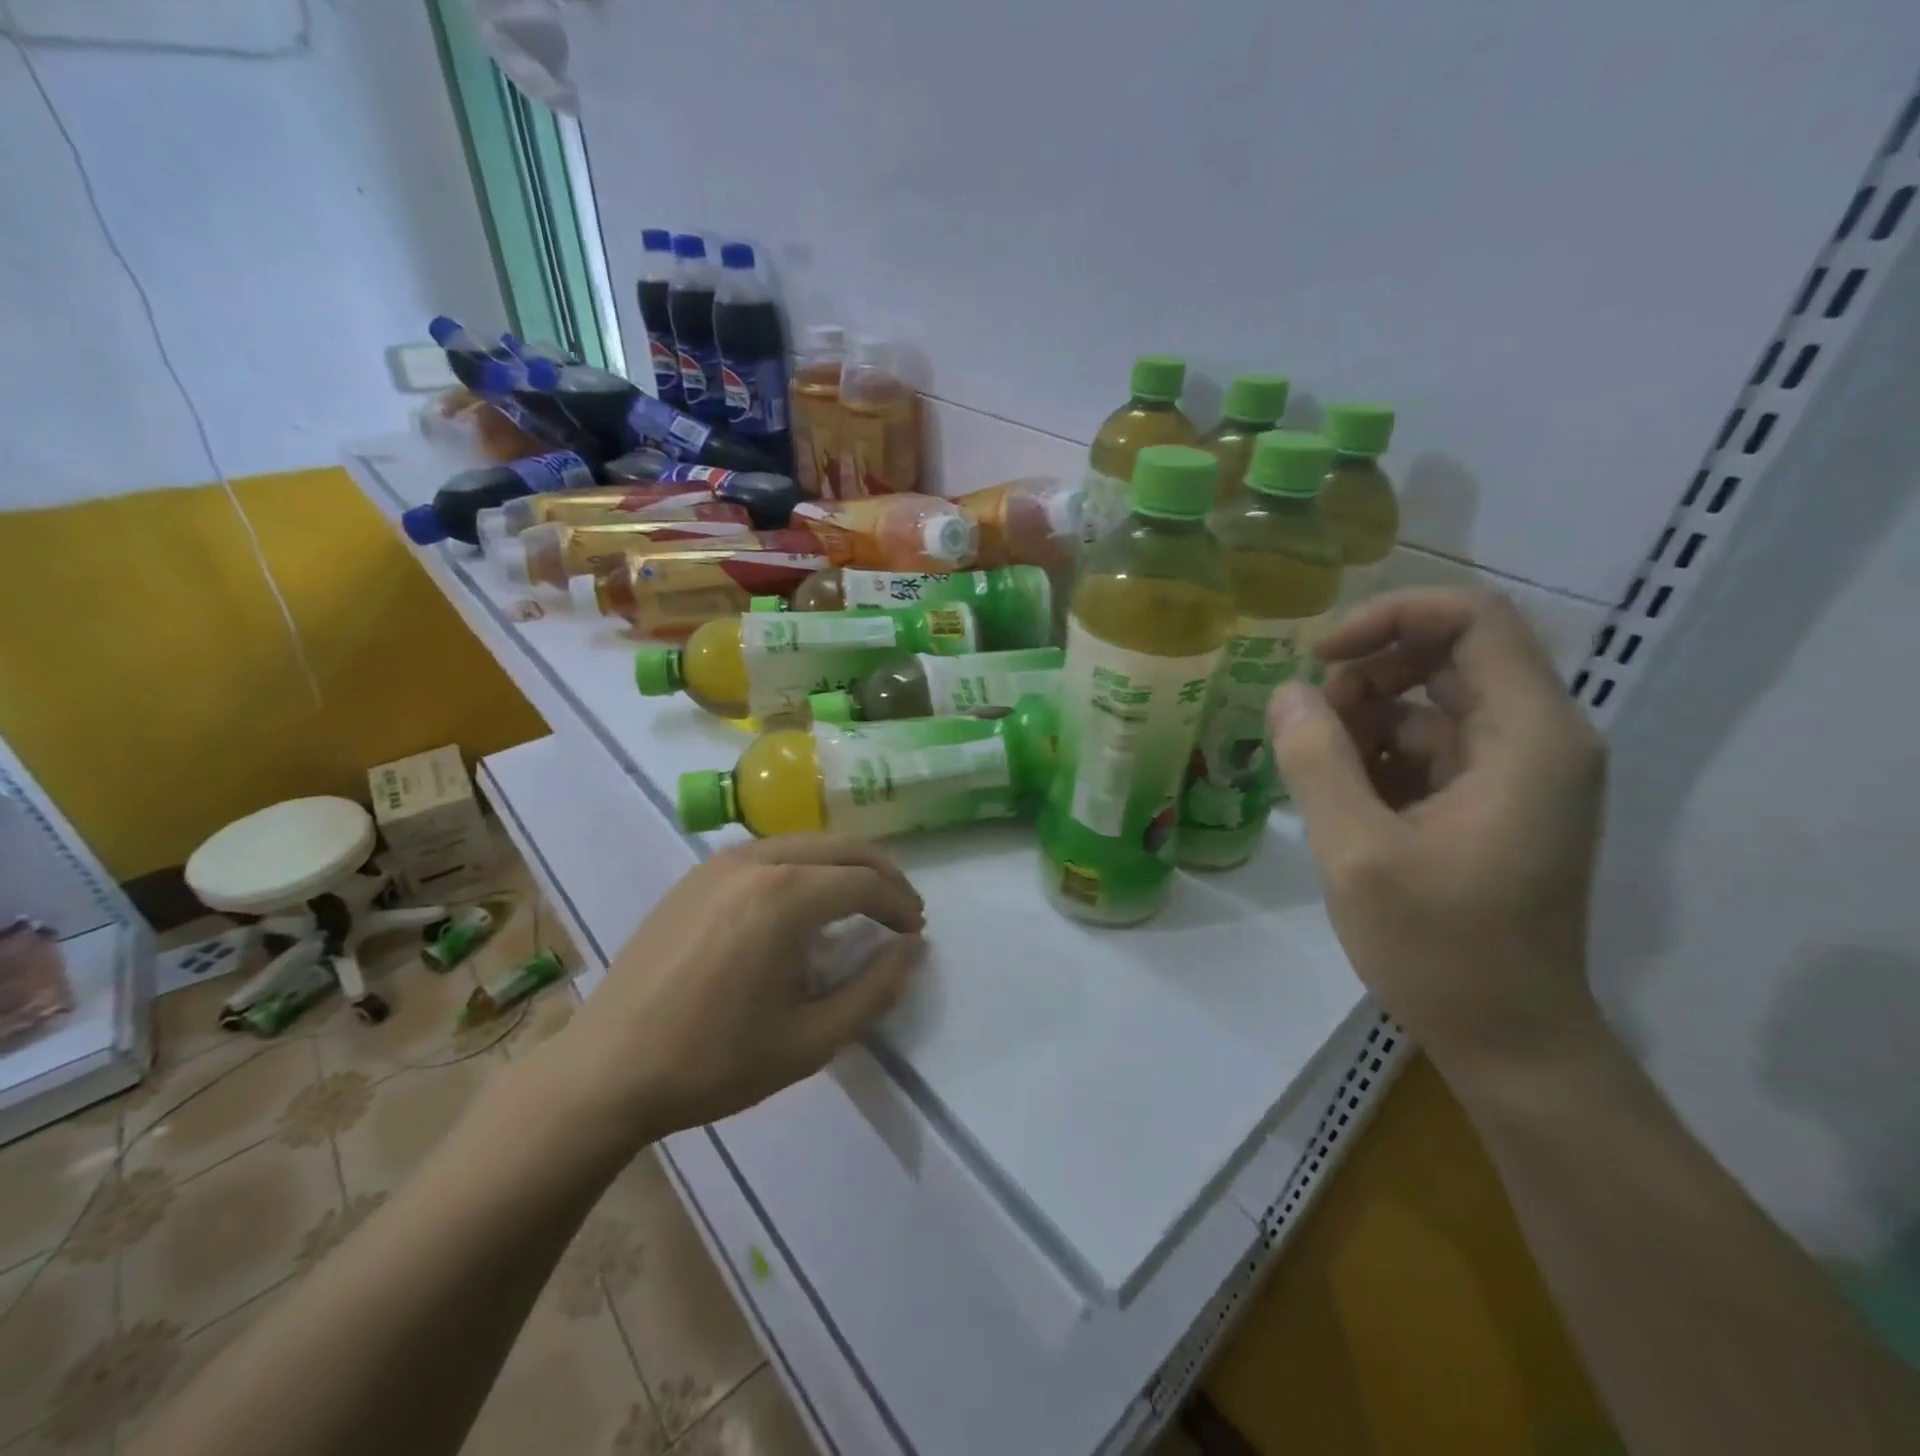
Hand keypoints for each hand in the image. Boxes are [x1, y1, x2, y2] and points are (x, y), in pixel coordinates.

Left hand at [540, 835, 924, 1142]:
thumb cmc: (714, 1062)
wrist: (607, 1070)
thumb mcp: (810, 1040)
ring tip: (860, 904)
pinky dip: (803, 867)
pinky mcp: (695, 874)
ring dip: (842, 866)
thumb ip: (874, 991)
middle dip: (881, 874)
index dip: (900, 904)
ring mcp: (720, 862)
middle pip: (841, 848)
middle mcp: (756, 861)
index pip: (865, 883)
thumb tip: (912, 950)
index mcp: (785, 898)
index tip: (915, 932)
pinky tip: (802, 903)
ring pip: (805, 843)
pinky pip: (768, 852)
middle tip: (901, 910)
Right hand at [1268, 589, 1607, 1073]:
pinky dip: (1380, 755)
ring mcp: (1520, 773)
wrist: (1510, 1040)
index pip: (1474, 619)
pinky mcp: (1496, 803)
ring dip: (1367, 718)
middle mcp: (1538, 739)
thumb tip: (1288, 692)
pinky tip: (1342, 799)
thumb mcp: (1357, 852)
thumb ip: (1316, 760)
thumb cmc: (1441, 948)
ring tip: (1316, 769)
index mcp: (1528, 736)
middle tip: (1310, 721)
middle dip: (1369, 673)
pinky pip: (1433, 747)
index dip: (1391, 617)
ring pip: (1435, 702)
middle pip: (1452, 655)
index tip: (1322, 656)